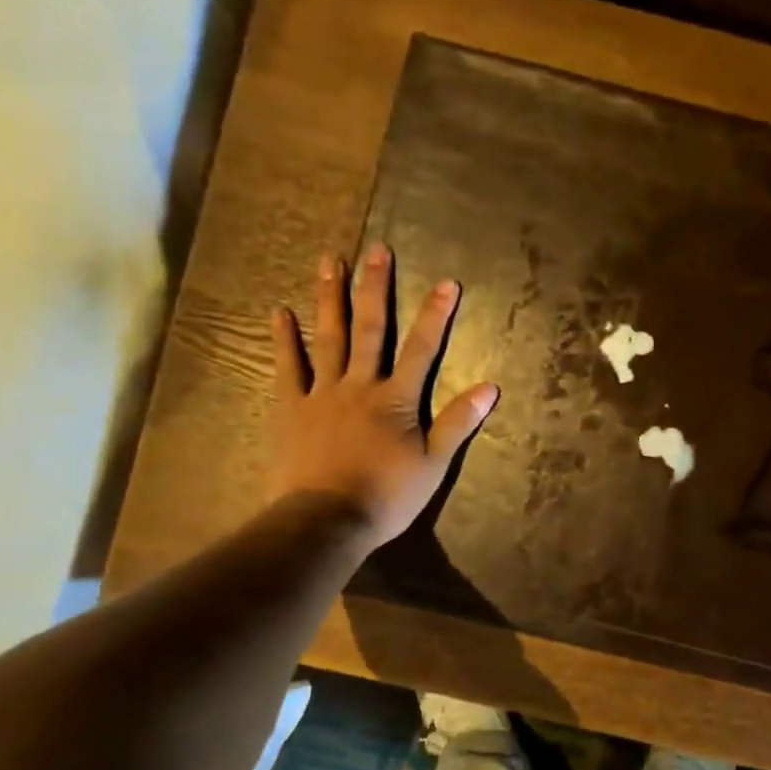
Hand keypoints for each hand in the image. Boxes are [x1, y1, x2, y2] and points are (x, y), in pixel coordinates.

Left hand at [268, 242, 499, 548]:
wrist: (327, 520)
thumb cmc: (387, 495)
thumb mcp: (434, 463)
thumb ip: (459, 422)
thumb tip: (491, 387)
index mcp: (396, 399)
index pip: (423, 349)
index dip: (437, 315)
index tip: (448, 282)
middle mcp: (359, 385)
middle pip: (371, 330)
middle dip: (377, 288)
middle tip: (377, 249)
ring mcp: (321, 394)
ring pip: (328, 338)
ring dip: (331, 299)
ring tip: (330, 261)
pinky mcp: (291, 409)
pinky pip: (287, 368)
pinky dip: (284, 339)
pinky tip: (280, 311)